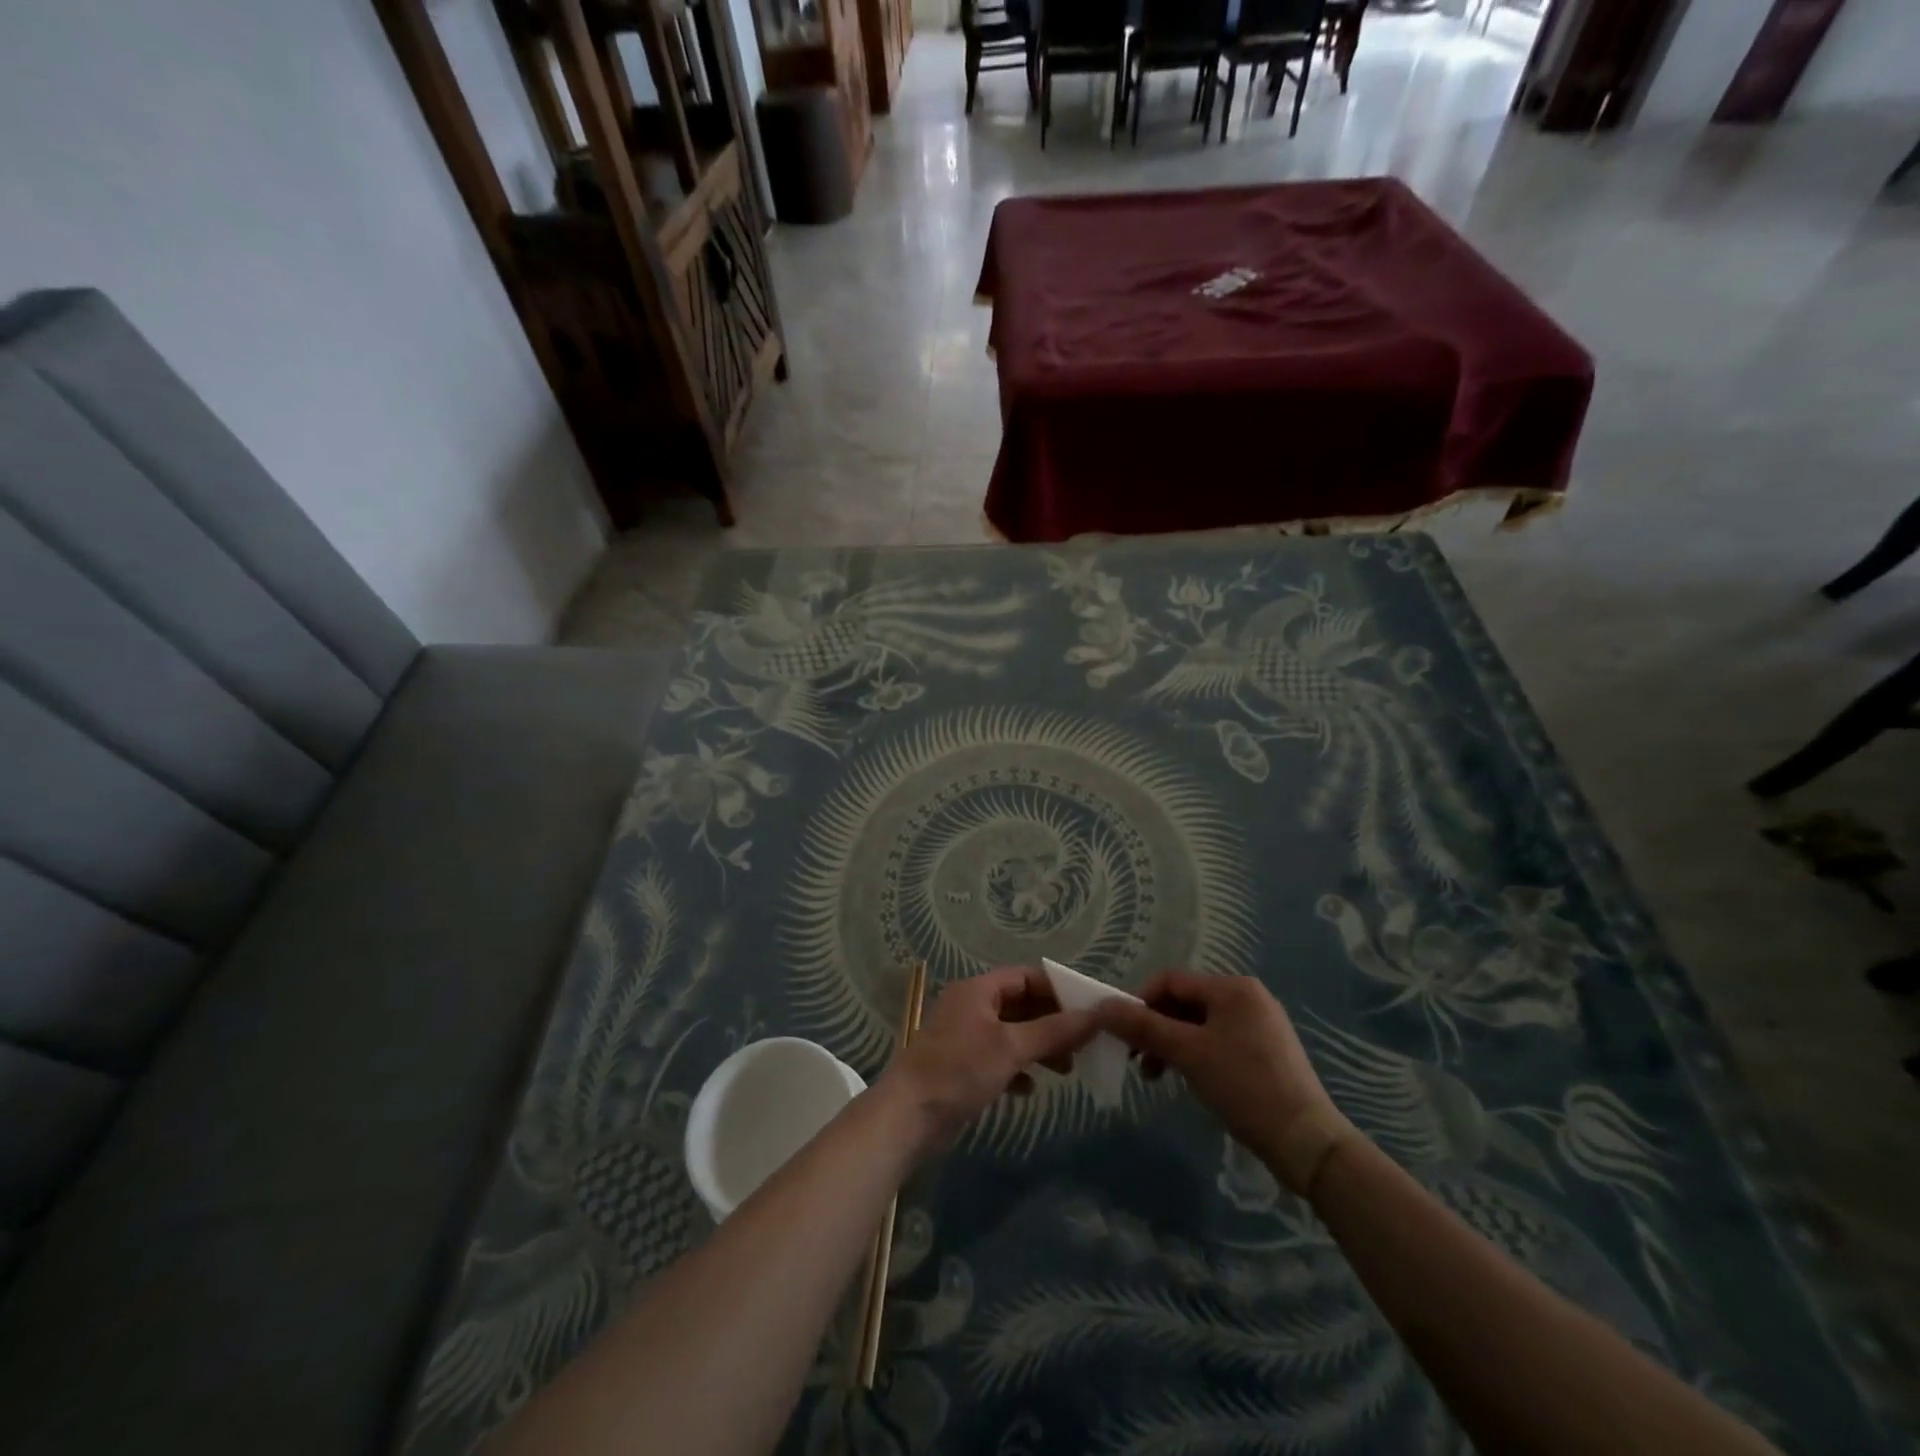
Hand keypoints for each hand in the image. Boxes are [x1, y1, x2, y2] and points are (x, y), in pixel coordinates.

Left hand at [879, 966, 1096, 1153]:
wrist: (908, 1117)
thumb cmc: (960, 1070)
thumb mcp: (1011, 1047)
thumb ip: (1054, 1031)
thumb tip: (1096, 1015)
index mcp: (978, 990)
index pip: (1026, 977)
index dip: (1059, 990)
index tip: (1089, 1009)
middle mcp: (971, 1006)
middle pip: (1021, 1005)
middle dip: (1052, 1023)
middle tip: (1084, 1044)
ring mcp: (964, 1037)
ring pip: (1012, 1033)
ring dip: (1039, 1047)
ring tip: (1067, 1069)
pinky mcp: (961, 1066)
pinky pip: (998, 1058)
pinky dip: (1018, 1068)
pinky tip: (1030, 1088)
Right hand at [1095, 971, 1351, 1191]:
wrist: (1307, 1142)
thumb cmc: (1243, 1086)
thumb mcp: (1187, 1053)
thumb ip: (1143, 1027)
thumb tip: (1102, 1006)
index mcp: (1232, 988)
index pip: (1170, 981)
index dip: (1140, 1003)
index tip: (1124, 1036)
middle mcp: (1248, 998)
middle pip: (1184, 1002)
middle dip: (1156, 1028)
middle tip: (1137, 1061)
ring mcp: (1260, 1025)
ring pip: (1200, 1025)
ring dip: (1172, 1044)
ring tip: (1156, 1076)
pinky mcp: (1267, 1052)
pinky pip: (1218, 1041)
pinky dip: (1196, 1055)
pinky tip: (1189, 1079)